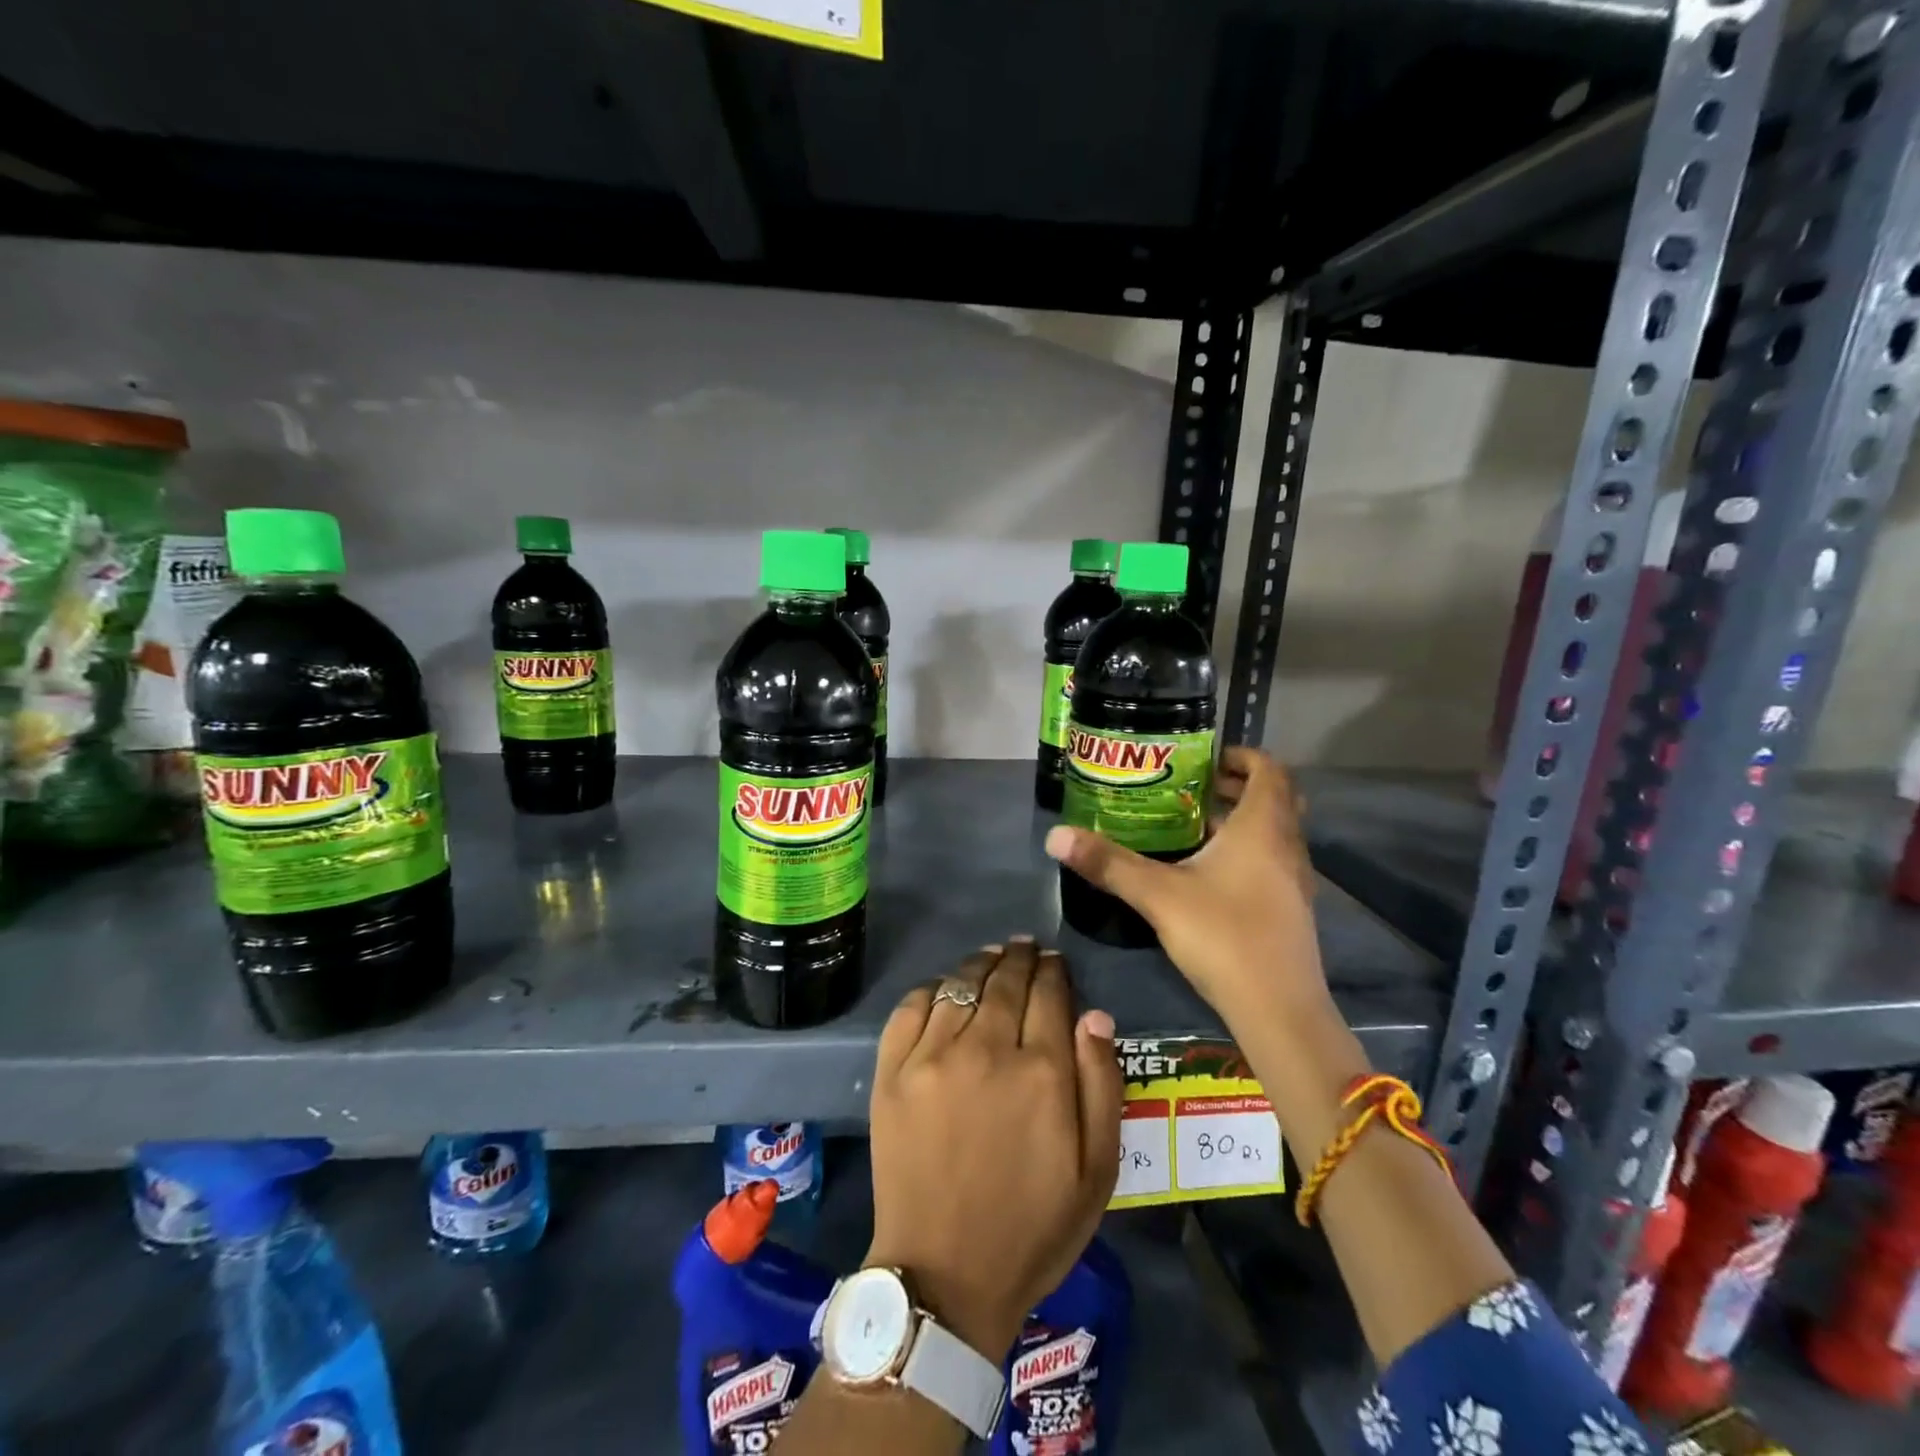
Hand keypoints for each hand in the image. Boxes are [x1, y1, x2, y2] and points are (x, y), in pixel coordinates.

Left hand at [866, 939, 1122, 1358]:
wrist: (944, 1275)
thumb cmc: (1033, 1227)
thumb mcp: (1096, 1170)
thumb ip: (1101, 1085)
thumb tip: (1094, 1014)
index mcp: (1040, 1071)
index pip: (1050, 994)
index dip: (1054, 970)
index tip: (1055, 961)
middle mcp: (985, 1048)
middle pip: (1005, 980)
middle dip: (1020, 957)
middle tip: (1025, 947)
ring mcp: (931, 1056)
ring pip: (960, 984)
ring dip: (980, 964)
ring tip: (991, 957)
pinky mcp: (891, 1072)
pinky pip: (911, 1007)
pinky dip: (931, 988)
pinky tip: (943, 988)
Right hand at [1045, 747, 1326, 1023]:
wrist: (1279, 1010)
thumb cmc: (1224, 936)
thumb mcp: (1158, 895)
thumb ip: (1109, 863)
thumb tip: (1055, 836)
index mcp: (1262, 827)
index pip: (1269, 770)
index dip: (1241, 756)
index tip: (1204, 758)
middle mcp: (1286, 846)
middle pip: (1274, 798)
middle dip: (1235, 786)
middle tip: (1191, 787)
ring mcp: (1294, 880)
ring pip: (1273, 832)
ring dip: (1240, 819)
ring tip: (1190, 825)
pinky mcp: (1290, 909)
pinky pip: (1271, 860)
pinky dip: (1245, 850)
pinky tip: (1206, 873)